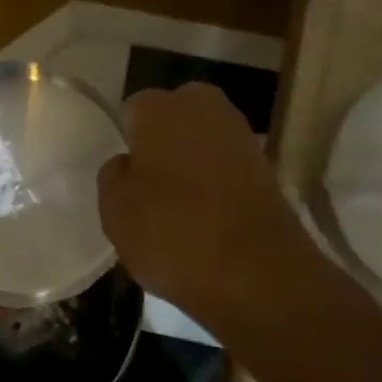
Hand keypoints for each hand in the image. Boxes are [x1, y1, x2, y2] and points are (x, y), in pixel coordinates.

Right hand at [97, 83, 316, 332]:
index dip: (125, 141)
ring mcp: (242, 136)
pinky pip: (227, 165)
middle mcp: (204, 108)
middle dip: (161, 141)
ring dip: (191, 162)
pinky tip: (206, 216)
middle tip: (148, 184)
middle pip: (173, 116)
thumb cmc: (172, 233)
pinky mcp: (267, 168)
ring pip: (202, 140)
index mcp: (160, 109)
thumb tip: (127, 163)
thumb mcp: (115, 211)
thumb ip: (113, 176)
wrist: (258, 273)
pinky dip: (216, 183)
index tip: (123, 174)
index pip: (132, 110)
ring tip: (177, 205)